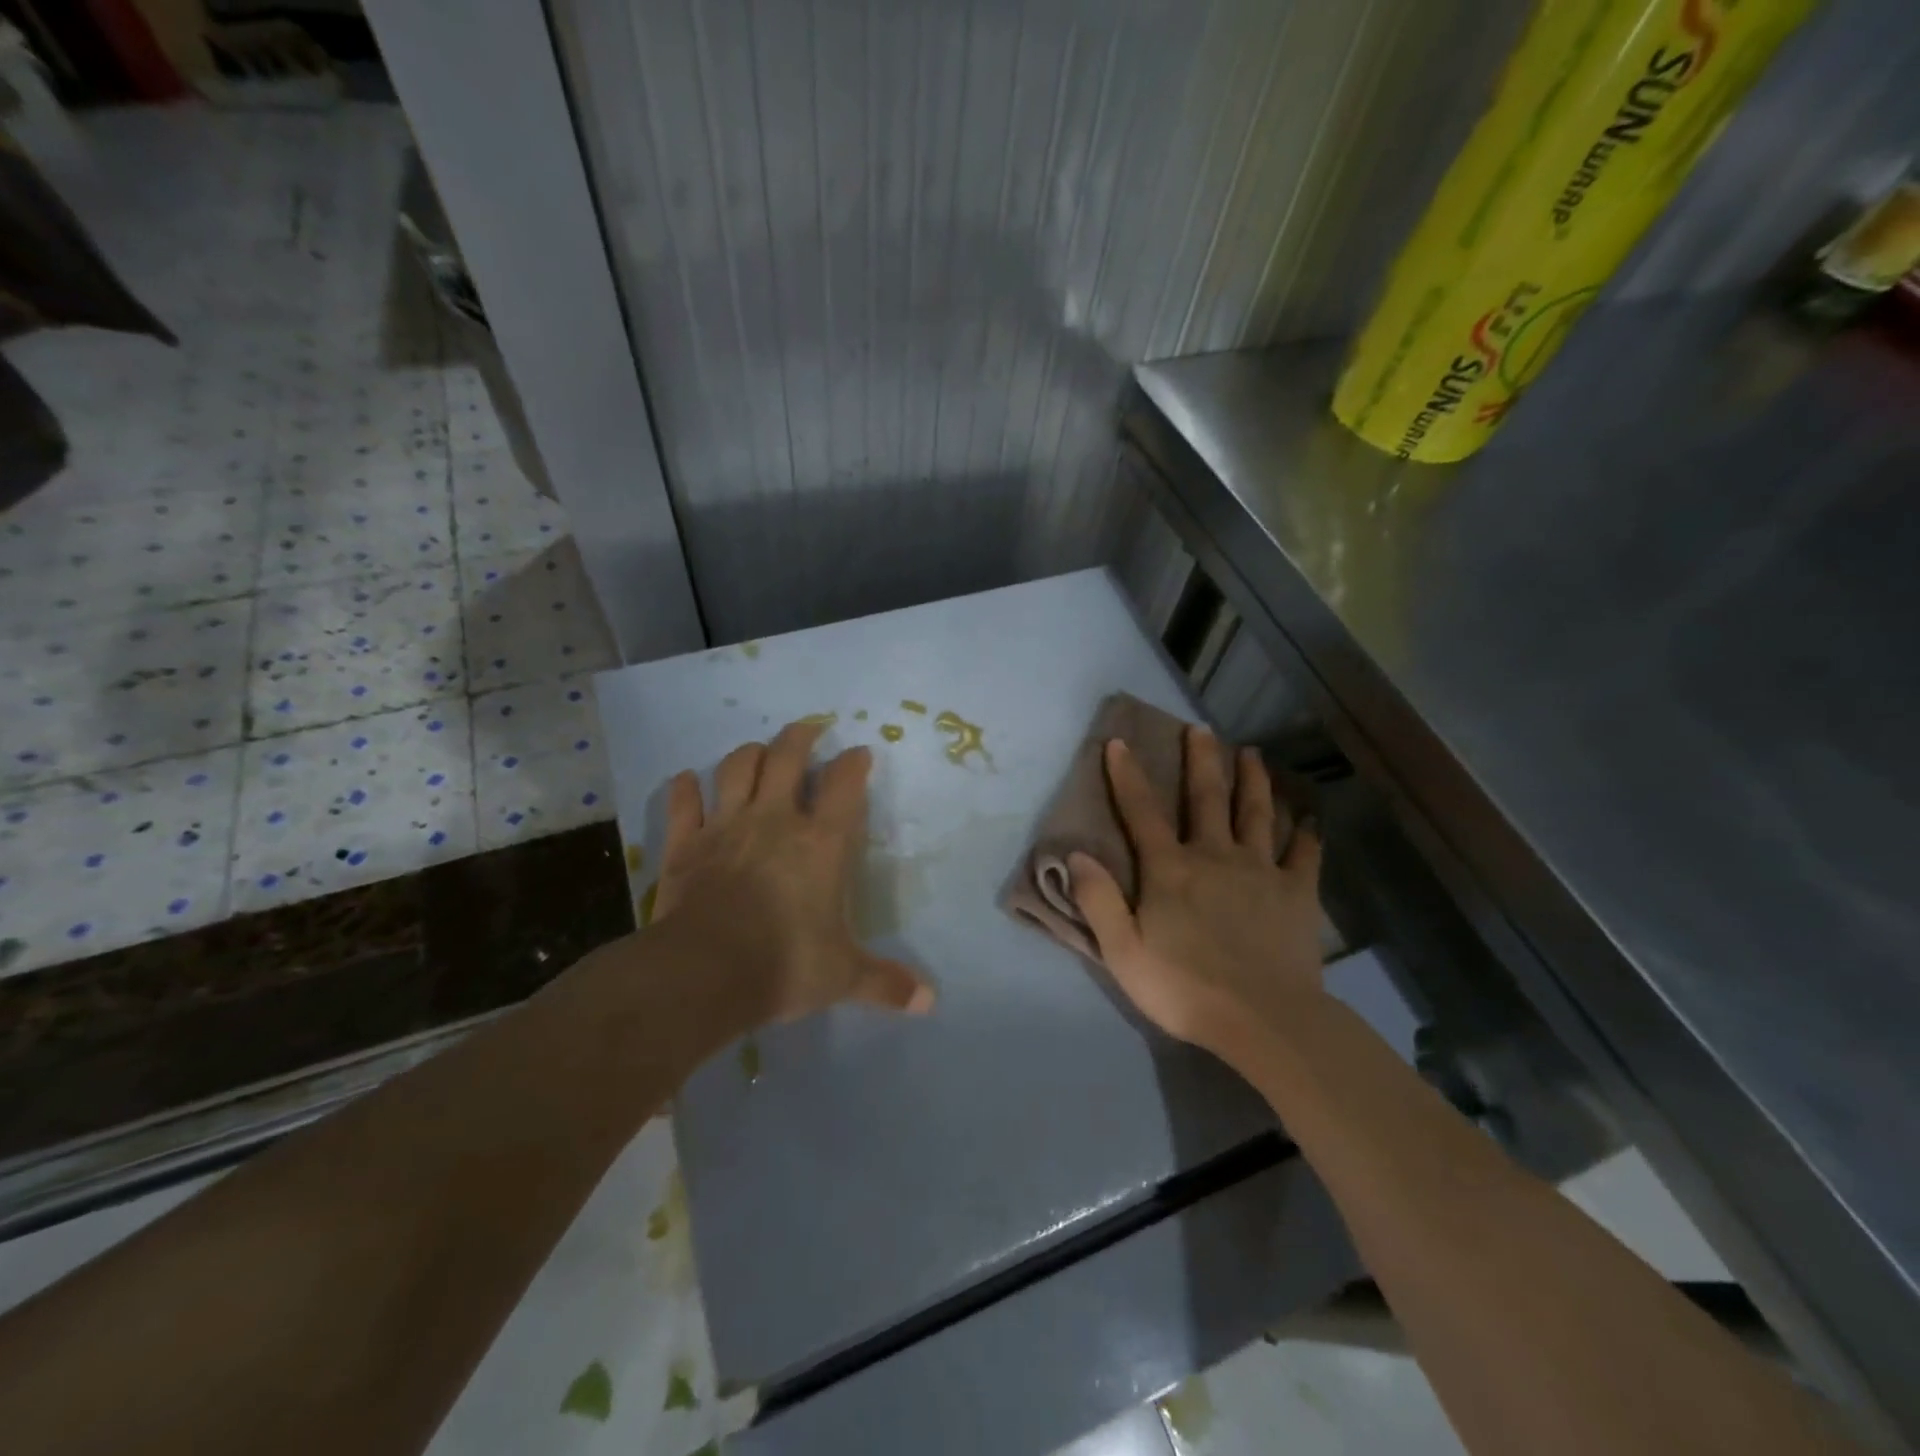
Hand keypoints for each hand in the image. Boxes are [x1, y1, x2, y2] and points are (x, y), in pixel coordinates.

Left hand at [653, 719, 935, 1024]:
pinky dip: (686, 788)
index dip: (854, 763)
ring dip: (750, 754)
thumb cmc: (784, 965)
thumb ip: (885, 983)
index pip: (845, 785)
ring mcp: (726, 826)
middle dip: (801, 737)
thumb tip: (930, 1003)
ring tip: (758, 753)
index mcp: (821, 843)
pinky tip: (688, 781)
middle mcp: (775, 820)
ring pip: (737, 767)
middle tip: (809, 731)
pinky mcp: (685, 844)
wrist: (703, 973)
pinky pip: (683, 802)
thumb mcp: (843, 976)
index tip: (860, 753)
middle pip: (787, 756)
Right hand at [1069, 725, 1322, 1068]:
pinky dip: (1307, 832)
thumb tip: (1075, 855)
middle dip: (1201, 760)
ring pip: (1256, 813)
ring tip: (1252, 753)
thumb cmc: (1185, 988)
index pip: (1142, 812)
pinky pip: (1305, 853)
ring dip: (1253, 780)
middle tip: (1201, 728)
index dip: (1127, 776)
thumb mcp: (1123, 952)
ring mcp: (1262, 870)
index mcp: (1171, 869)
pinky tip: (1310, 817)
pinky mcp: (1298, 892)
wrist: (1264, 1020)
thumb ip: (1098, 901)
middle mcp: (1215, 856)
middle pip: (1206, 798)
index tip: (1119, 742)